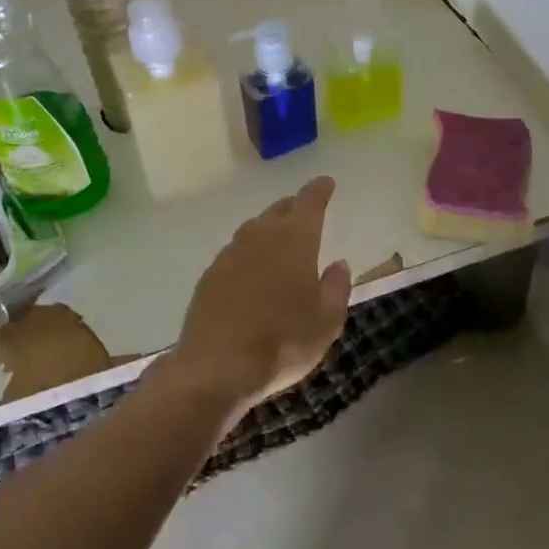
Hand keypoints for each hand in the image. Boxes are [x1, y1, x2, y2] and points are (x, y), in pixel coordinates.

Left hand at [165, 177, 351, 413]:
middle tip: (306, 212)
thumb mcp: (326, 321)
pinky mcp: (210, 274)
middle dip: (295, 207)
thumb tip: (338, 264)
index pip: (310, 202)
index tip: (326, 182)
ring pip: (255, 229)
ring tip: (281, 242)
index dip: (320, 190)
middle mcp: (260, 235)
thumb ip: (336, 287)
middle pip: (280, 210)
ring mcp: (231, 253)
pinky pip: (237, 252)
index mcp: (295, 239)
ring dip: (270, 229)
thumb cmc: (283, 342)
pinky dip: (250, 254)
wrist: (217, 366)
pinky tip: (253, 273)